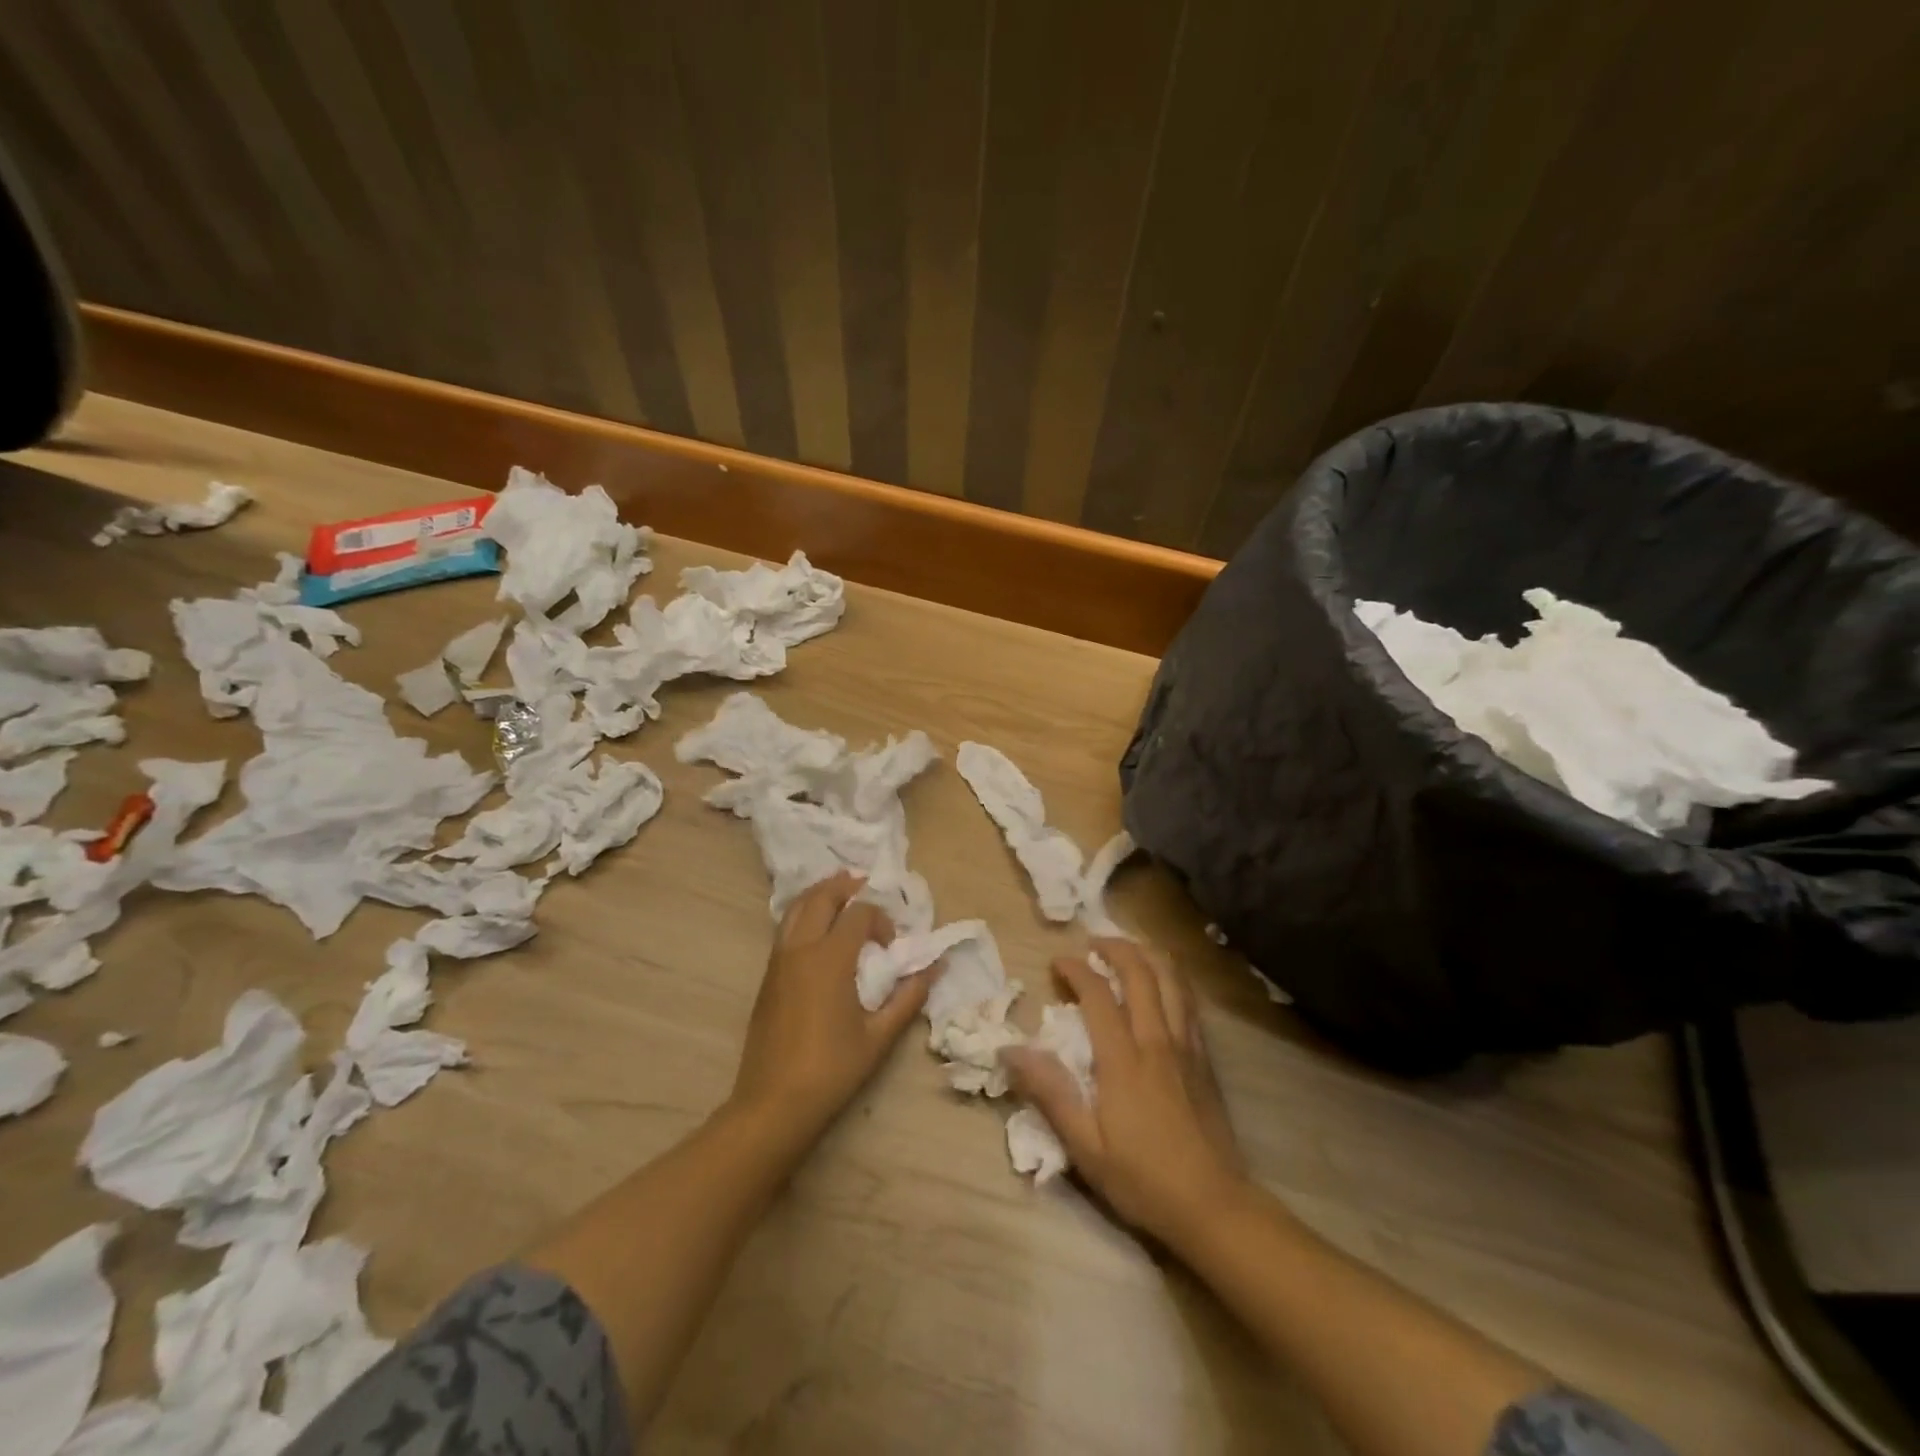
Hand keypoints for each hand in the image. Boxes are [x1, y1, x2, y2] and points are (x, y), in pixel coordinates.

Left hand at [729, 872, 929, 1143]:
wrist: (774, 1103)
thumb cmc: (832, 1069)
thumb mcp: (879, 1035)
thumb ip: (909, 996)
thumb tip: (935, 967)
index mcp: (830, 958)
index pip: (858, 913)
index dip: (880, 919)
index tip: (891, 945)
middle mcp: (800, 948)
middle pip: (821, 896)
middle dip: (845, 886)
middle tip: (865, 888)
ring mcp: (778, 961)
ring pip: (796, 908)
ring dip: (820, 895)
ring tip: (842, 898)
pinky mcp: (767, 976)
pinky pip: (786, 928)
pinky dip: (804, 915)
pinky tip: (819, 933)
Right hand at [1004, 938, 1247, 1247]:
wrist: (1214, 1207)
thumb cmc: (1143, 1179)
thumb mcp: (1085, 1146)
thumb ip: (1050, 1093)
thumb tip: (1010, 1051)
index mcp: (1124, 1059)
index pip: (1097, 994)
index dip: (1075, 970)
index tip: (1056, 963)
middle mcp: (1157, 1040)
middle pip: (1140, 972)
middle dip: (1114, 948)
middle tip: (1092, 944)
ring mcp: (1187, 1046)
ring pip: (1172, 980)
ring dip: (1147, 956)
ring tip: (1128, 952)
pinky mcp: (1205, 1059)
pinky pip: (1189, 1002)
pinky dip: (1172, 979)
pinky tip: (1162, 985)